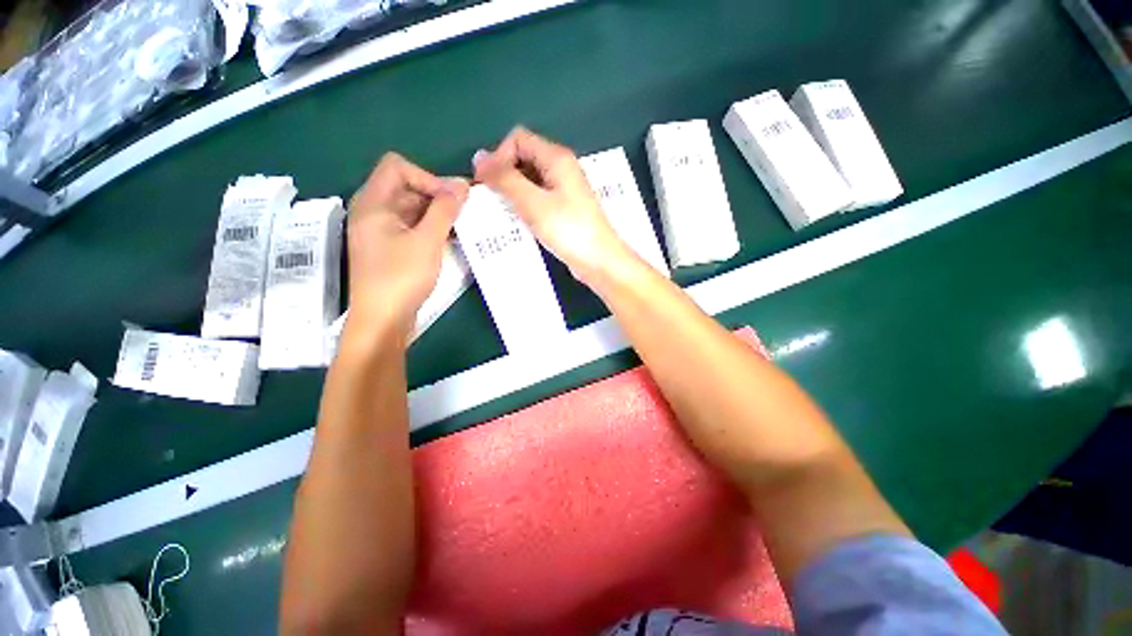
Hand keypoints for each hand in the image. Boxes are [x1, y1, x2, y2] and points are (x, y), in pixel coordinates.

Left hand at [346, 153, 468, 339]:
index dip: (427, 177)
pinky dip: (430, 228)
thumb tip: (461, 184)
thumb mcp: (427, 241)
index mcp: (373, 203)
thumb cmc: (401, 278)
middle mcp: (372, 211)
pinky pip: (410, 227)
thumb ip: (445, 210)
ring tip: (460, 228)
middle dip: (436, 196)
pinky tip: (448, 240)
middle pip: (405, 187)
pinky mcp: (389, 247)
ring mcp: (379, 231)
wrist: (383, 320)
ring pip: (410, 208)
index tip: (451, 200)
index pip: (397, 167)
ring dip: (436, 214)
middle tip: (463, 214)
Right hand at [473, 127, 633, 286]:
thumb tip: (479, 157)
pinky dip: (525, 205)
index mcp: (556, 158)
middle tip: (492, 201)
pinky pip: (538, 199)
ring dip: (513, 192)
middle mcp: (561, 168)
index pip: (518, 139)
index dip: (498, 156)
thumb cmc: (569, 230)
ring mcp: (564, 190)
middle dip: (504, 175)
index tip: (487, 184)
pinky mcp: (564, 209)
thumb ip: (505, 179)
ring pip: (530, 180)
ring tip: (501, 213)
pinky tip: (517, 222)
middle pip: (523, 158)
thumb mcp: (533, 203)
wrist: (599, 261)